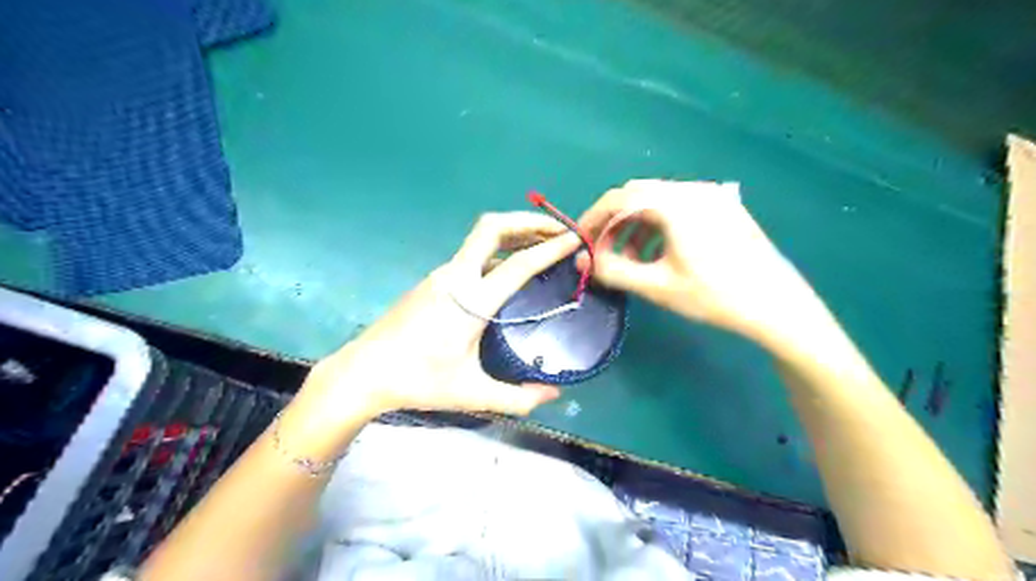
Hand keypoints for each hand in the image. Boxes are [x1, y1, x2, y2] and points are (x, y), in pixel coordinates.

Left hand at [297, 212, 580, 428]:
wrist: (363, 372)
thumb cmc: (418, 382)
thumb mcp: (472, 394)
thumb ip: (518, 398)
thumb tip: (553, 395)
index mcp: (471, 301)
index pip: (520, 264)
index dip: (551, 248)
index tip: (575, 239)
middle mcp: (456, 277)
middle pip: (493, 227)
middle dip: (528, 221)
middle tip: (557, 230)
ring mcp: (441, 274)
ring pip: (481, 238)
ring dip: (513, 233)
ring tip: (540, 244)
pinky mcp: (433, 280)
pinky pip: (472, 254)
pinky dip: (498, 249)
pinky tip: (507, 268)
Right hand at [580, 178, 831, 349]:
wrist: (777, 304)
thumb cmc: (714, 295)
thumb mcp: (656, 286)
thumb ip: (612, 270)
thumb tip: (581, 258)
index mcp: (674, 203)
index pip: (619, 198)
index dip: (593, 218)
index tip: (580, 241)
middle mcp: (692, 190)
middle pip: (638, 195)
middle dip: (614, 223)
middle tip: (602, 251)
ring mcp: (711, 196)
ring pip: (658, 202)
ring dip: (635, 226)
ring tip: (629, 259)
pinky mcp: (722, 207)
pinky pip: (678, 208)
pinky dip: (657, 226)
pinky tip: (658, 253)